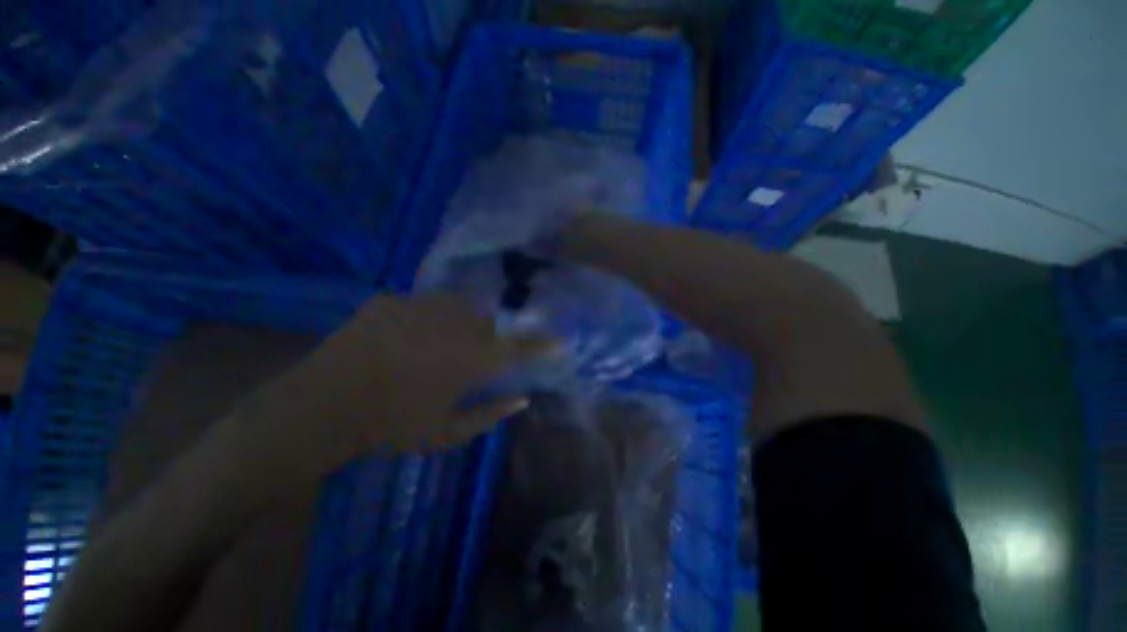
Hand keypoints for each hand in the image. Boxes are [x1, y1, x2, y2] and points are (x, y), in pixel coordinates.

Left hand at [246, 294, 552, 472]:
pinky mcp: (392, 299)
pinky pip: (424, 303)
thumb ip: (491, 415)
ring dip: (461, 322)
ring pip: (460, 306)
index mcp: (470, 359)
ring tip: (442, 342)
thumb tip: (523, 399)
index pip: (519, 349)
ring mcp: (422, 306)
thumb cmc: (391, 426)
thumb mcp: (447, 434)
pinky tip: (409, 337)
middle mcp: (454, 325)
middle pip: (490, 322)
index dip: (542, 345)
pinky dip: (426, 318)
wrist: (322, 406)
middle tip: (478, 352)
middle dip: (492, 335)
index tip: (560, 342)